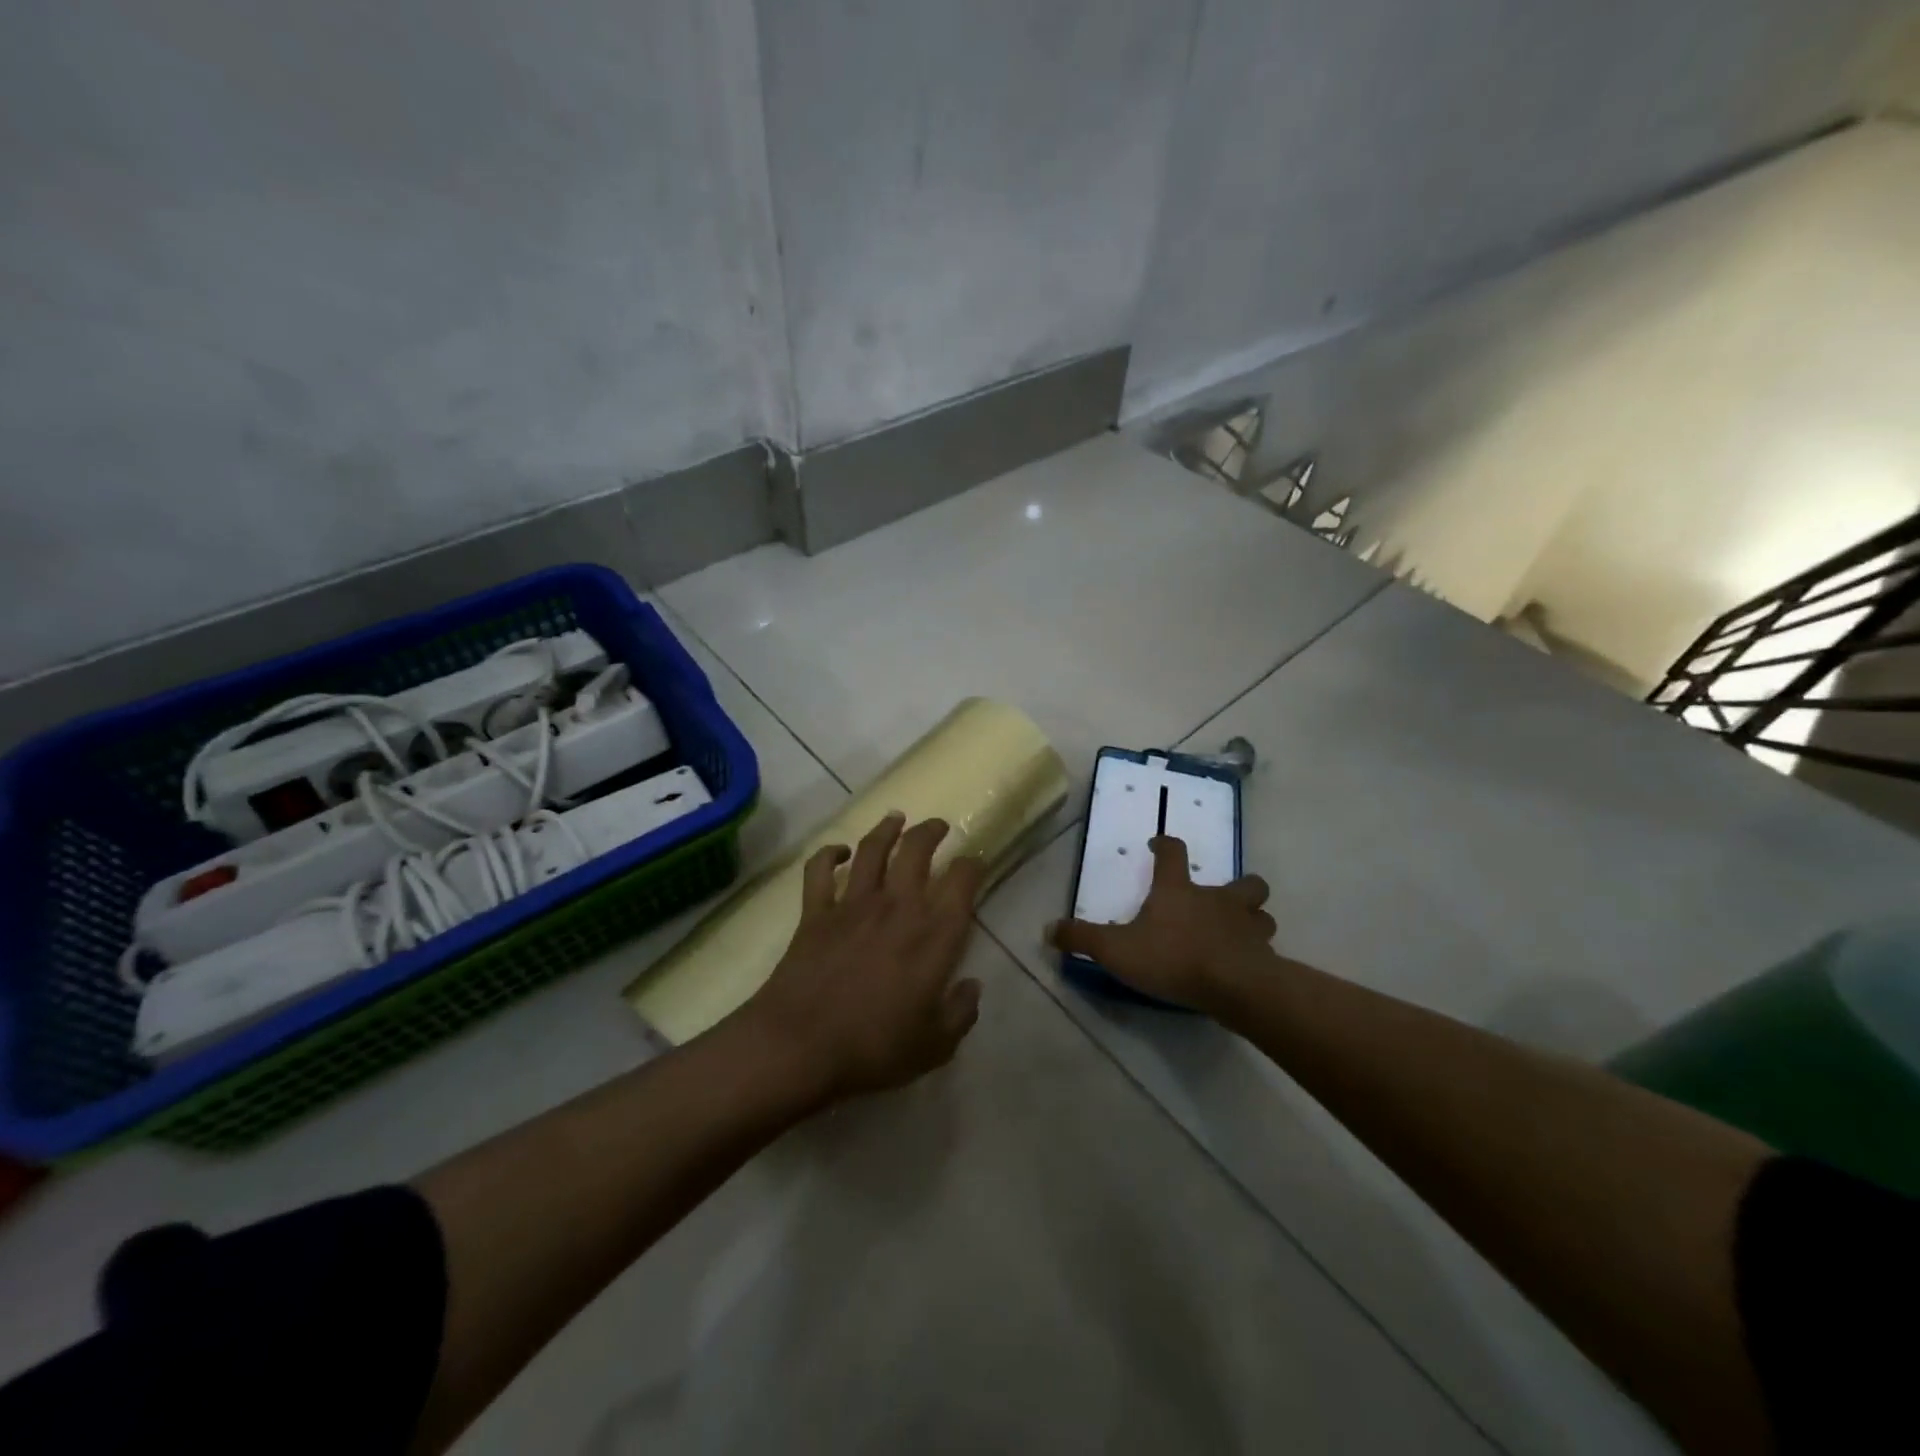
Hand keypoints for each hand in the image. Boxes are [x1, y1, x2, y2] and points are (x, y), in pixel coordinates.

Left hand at [740, 812, 985, 1103]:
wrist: (800, 1046)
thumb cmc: (874, 1048)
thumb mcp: (934, 1045)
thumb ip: (960, 1013)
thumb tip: (972, 987)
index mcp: (933, 934)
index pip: (962, 880)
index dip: (973, 865)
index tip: (975, 863)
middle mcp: (897, 906)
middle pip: (916, 849)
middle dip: (931, 831)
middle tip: (938, 827)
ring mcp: (853, 904)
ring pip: (872, 848)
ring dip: (886, 828)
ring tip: (896, 819)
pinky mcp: (815, 911)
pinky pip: (819, 870)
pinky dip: (827, 854)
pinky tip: (837, 851)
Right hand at [1048, 835, 1274, 1014]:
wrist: (1233, 986)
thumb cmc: (1172, 957)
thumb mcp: (1116, 949)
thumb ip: (1082, 938)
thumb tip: (1047, 929)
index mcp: (1179, 890)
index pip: (1173, 853)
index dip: (1165, 845)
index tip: (1158, 844)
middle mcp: (1217, 900)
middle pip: (1242, 881)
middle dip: (1238, 885)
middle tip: (1223, 898)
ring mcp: (1247, 926)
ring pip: (1262, 912)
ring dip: (1255, 917)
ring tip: (1241, 931)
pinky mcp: (1264, 955)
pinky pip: (1267, 948)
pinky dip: (1259, 951)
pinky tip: (1248, 964)